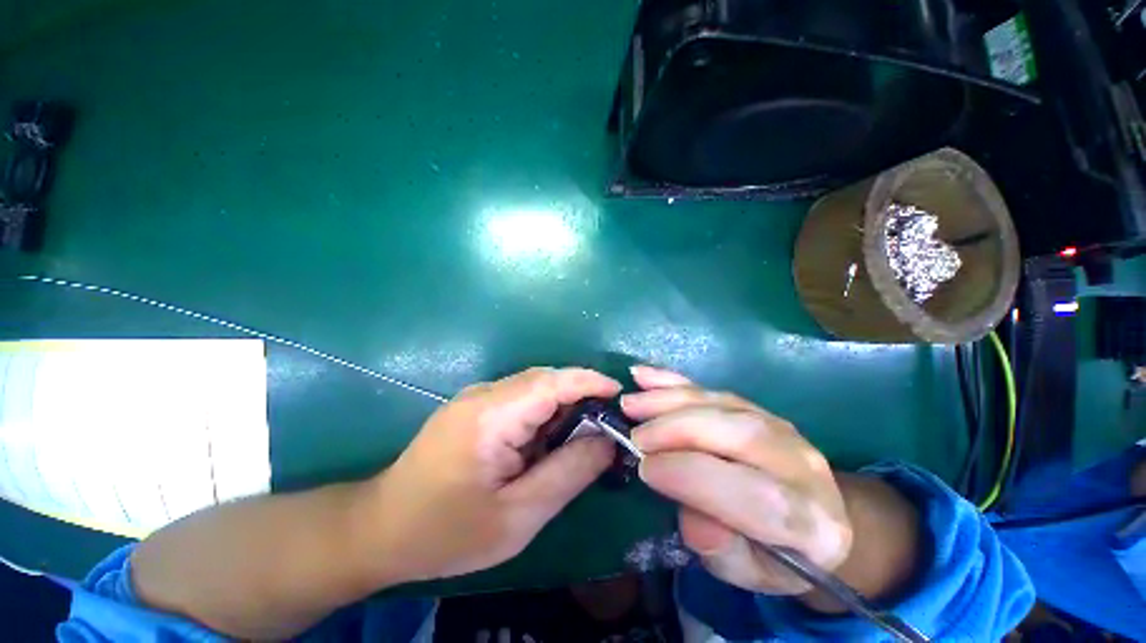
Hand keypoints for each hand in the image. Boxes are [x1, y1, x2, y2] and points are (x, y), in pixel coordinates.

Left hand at [370, 367, 620, 582]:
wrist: (381, 529)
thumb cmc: (446, 532)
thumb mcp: (517, 517)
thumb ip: (568, 474)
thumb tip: (607, 442)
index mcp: (491, 416)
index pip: (551, 382)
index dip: (589, 381)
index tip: (619, 394)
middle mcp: (483, 394)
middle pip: (544, 380)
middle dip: (579, 396)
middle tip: (605, 426)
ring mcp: (476, 397)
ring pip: (534, 388)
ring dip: (562, 406)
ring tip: (581, 438)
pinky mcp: (474, 406)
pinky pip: (520, 398)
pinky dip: (543, 413)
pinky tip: (548, 441)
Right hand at [621, 366, 852, 594]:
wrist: (813, 517)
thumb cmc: (775, 555)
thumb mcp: (747, 572)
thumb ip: (722, 549)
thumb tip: (691, 515)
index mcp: (812, 523)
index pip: (753, 494)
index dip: (692, 476)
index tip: (645, 468)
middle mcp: (802, 465)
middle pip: (738, 434)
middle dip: (677, 430)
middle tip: (634, 435)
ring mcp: (780, 426)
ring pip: (721, 403)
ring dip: (670, 400)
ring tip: (630, 404)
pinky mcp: (756, 406)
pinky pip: (712, 388)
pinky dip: (675, 381)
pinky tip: (645, 376)